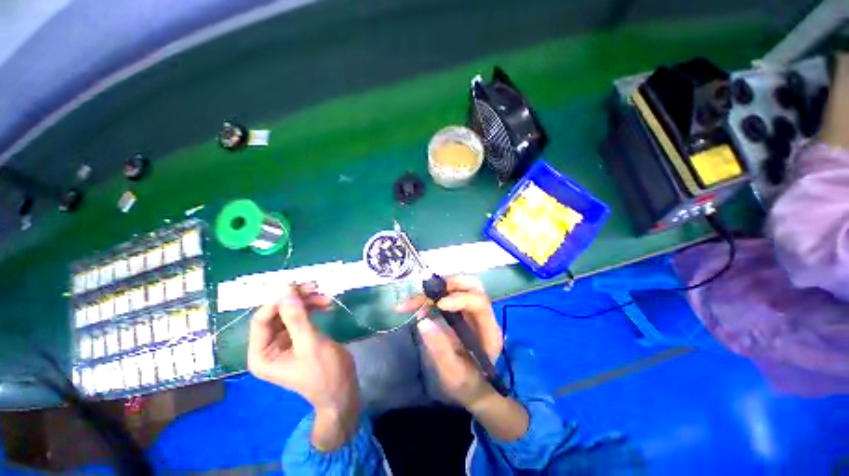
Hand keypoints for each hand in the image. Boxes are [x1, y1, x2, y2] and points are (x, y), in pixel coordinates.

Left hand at [248, 283, 359, 449]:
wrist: (342, 389)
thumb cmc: (324, 372)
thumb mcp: (310, 344)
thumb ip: (297, 318)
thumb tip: (286, 290)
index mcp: (261, 354)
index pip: (262, 320)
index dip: (278, 301)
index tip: (298, 287)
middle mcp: (268, 346)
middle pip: (276, 313)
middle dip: (295, 299)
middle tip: (315, 286)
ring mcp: (284, 341)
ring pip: (290, 312)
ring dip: (307, 302)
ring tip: (326, 298)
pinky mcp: (298, 337)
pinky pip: (301, 317)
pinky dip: (313, 308)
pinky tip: (326, 305)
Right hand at [396, 275, 503, 408]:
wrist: (472, 388)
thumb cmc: (467, 385)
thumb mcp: (453, 374)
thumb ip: (440, 350)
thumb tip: (423, 322)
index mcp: (489, 330)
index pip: (479, 302)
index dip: (460, 298)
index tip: (439, 304)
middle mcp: (482, 315)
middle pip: (472, 286)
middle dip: (449, 284)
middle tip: (428, 293)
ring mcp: (471, 311)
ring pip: (458, 286)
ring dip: (435, 289)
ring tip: (414, 301)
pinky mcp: (459, 311)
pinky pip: (445, 295)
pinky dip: (429, 297)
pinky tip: (413, 306)